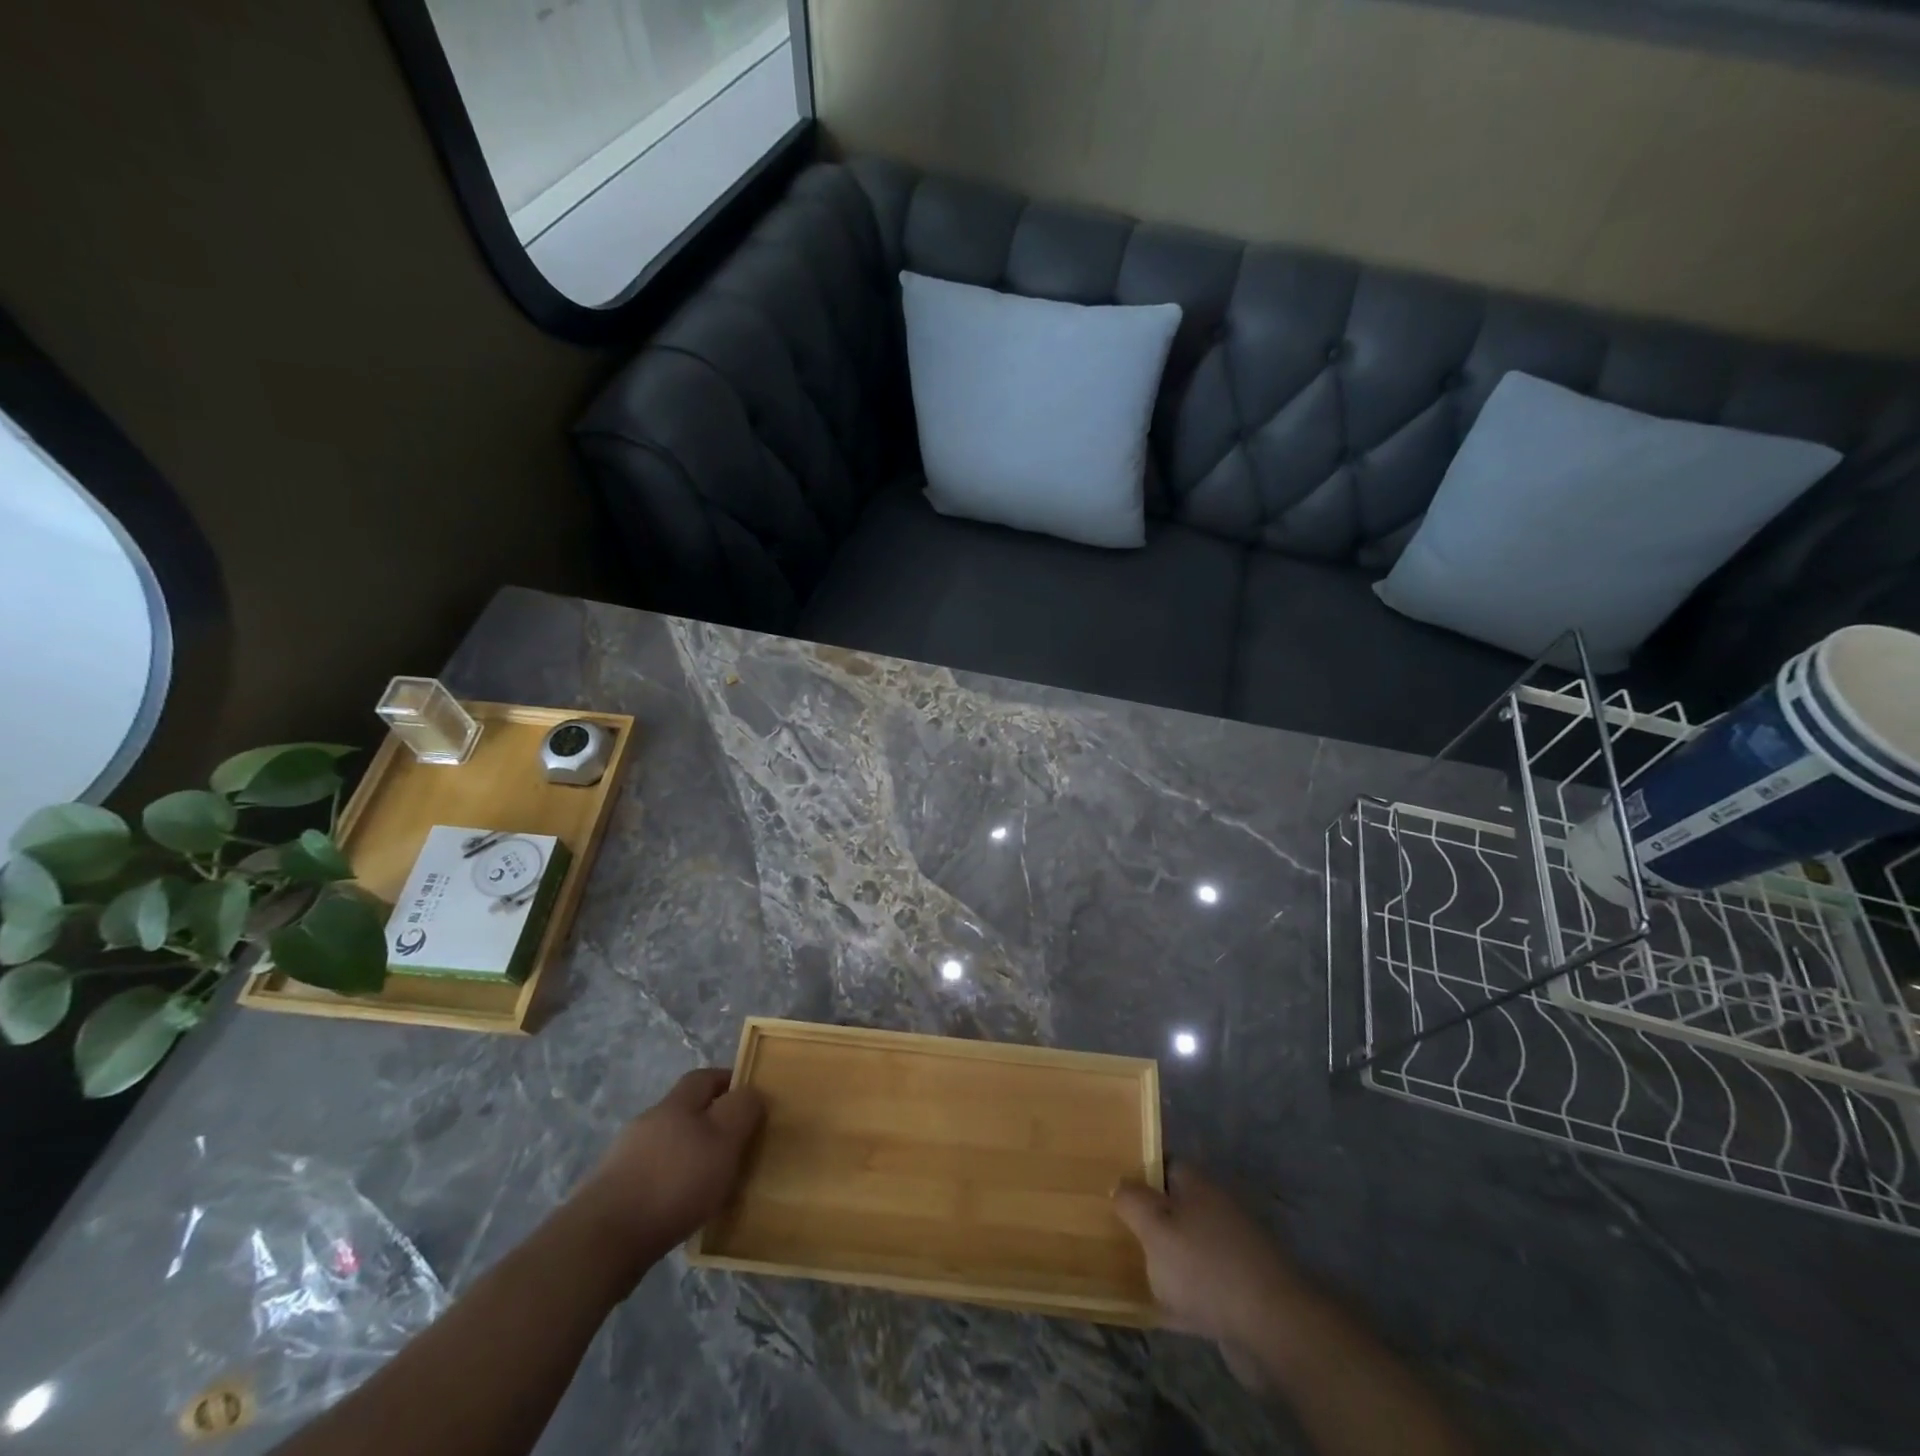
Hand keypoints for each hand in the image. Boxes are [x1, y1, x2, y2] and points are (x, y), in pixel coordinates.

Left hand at [570, 1068, 764, 1278]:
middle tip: (736, 1145)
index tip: (750, 1099)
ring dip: (688, 1156)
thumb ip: (742, 1111)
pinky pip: (650, 1177)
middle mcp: (648, 1122)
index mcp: (676, 1104)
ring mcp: (623, 1157)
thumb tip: (751, 1092)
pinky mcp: (610, 1192)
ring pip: (666, 1145)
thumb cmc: (674, 1182)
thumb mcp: (724, 1141)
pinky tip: (679, 1208)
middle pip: (684, 1111)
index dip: (728, 1081)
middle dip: (709, 1122)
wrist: (602, 1241)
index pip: (705, 1077)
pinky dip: (668, 1185)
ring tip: (710, 1183)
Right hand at [1113, 1163, 1313, 1360]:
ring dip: (1165, 1259)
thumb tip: (1119, 1183)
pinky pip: (1200, 1286)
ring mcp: (1230, 1250)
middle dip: (1149, 1219)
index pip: (1162, 1163)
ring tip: (1131, 1270)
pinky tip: (1159, 1311)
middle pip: (1174, 1206)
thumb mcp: (1154, 1227)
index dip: (1137, 1172)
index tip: (1113, 1187)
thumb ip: (1131, 1201)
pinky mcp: (1239, 1290)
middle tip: (1115, 1230)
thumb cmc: (1205, 1265)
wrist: (1272, 1325)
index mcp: (1196, 1183)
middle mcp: (1215, 1208)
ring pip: (1186, 1247)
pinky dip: (1182, 1296)